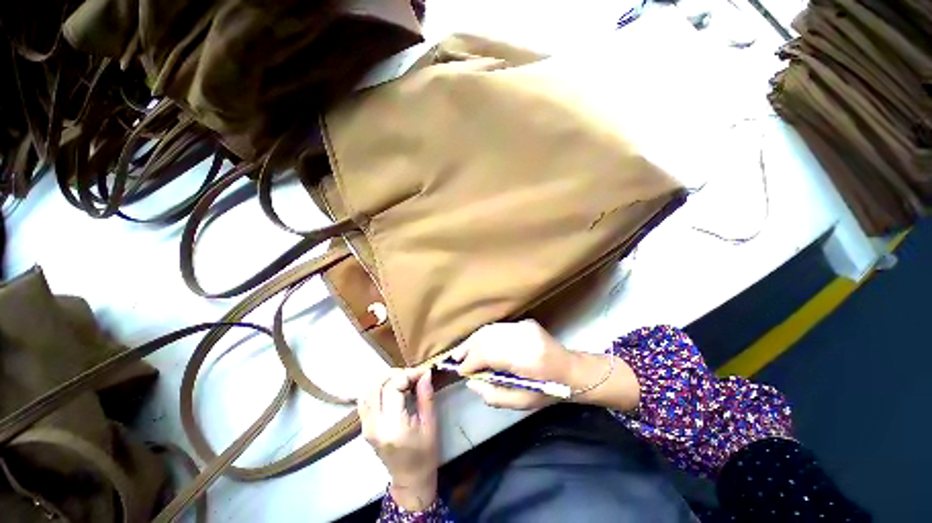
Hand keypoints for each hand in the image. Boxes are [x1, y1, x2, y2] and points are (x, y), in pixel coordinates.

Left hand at [359, 368, 437, 510]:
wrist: (410, 479)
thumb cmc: (425, 453)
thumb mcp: (430, 423)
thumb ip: (426, 395)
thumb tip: (425, 372)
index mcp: (392, 426)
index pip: (393, 387)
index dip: (408, 374)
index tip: (422, 373)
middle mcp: (373, 425)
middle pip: (377, 385)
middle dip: (396, 375)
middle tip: (413, 377)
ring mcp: (365, 426)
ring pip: (368, 390)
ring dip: (385, 380)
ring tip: (403, 381)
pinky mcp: (364, 427)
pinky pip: (365, 399)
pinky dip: (377, 388)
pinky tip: (391, 389)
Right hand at [451, 320, 573, 409]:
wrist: (572, 370)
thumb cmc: (548, 391)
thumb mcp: (522, 403)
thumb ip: (493, 395)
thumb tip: (470, 383)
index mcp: (526, 358)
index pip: (489, 354)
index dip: (471, 361)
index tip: (460, 371)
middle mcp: (524, 336)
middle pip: (487, 338)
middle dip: (468, 348)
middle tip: (454, 358)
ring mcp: (524, 326)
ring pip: (490, 330)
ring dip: (473, 340)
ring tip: (460, 351)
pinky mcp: (524, 322)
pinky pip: (498, 328)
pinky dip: (484, 336)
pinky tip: (476, 344)